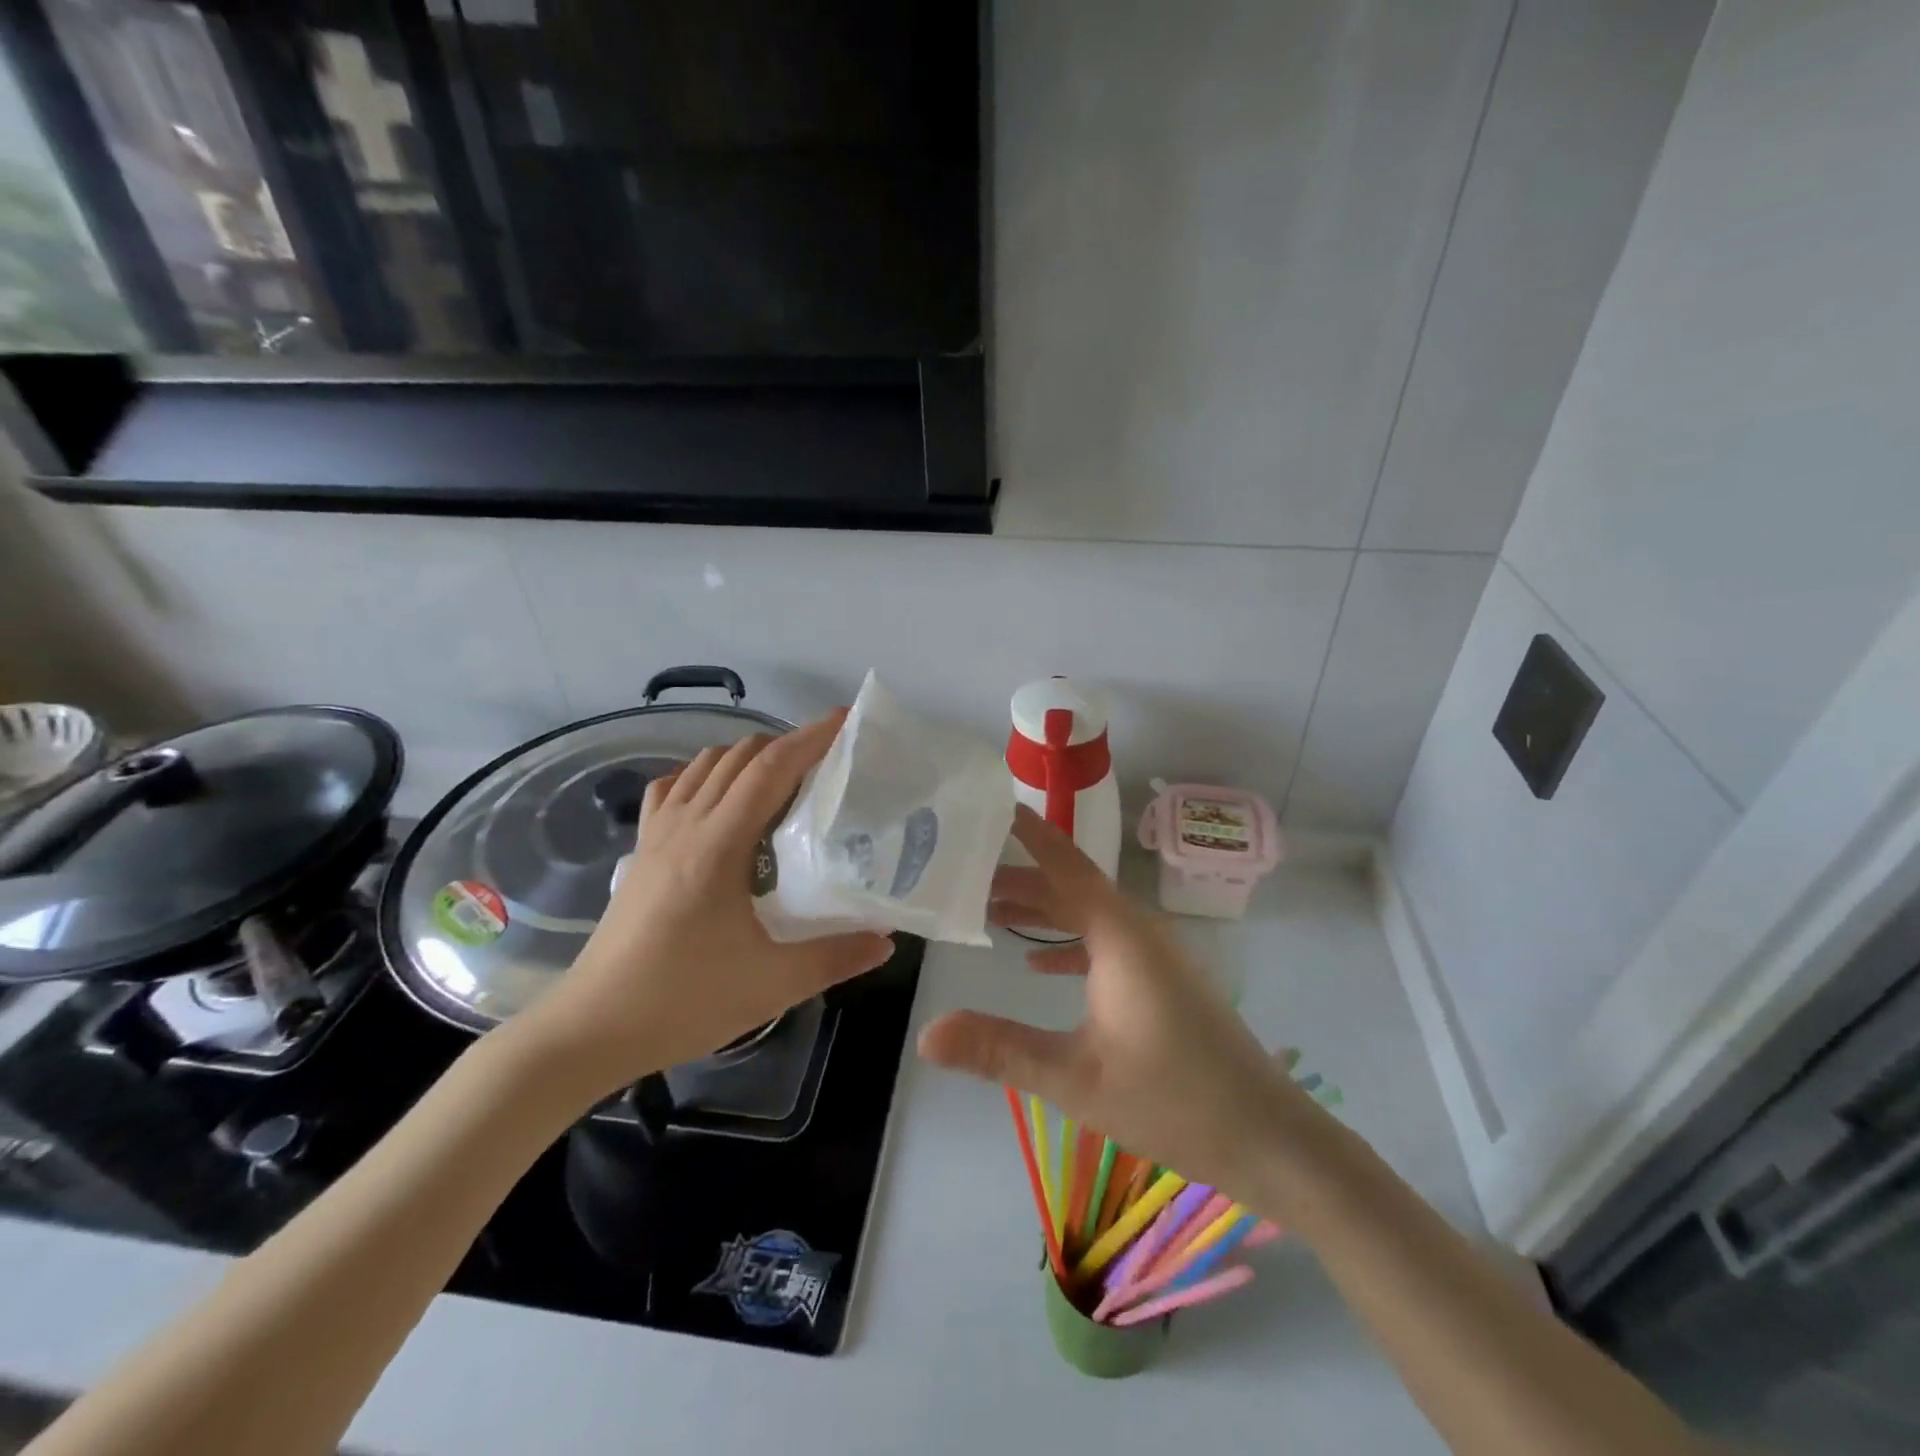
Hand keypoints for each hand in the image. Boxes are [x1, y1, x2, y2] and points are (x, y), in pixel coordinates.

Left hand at [523, 711, 894, 1096]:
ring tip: (786, 779)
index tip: (846, 720)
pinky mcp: (641, 851)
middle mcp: (685, 825)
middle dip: (787, 744)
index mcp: (718, 845)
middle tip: (831, 759)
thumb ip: (836, 957)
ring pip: (704, 765)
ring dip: (748, 757)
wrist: (592, 1028)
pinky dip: (705, 776)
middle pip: (739, 756)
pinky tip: (721, 801)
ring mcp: (657, 835)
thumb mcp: (772, 984)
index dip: (811, 738)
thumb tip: (886, 939)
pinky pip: (674, 789)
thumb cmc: (683, 1000)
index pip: (770, 769)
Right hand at [917, 806, 1307, 1202]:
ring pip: (1087, 916)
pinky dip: (1068, 945)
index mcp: (1120, 935)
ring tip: (988, 909)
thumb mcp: (1076, 1079)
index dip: (1028, 832)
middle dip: (1019, 877)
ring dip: (1042, 911)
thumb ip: (1000, 1050)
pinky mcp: (1163, 983)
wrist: (1271, 1140)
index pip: (1065, 863)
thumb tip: (926, 1033)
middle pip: (1070, 887)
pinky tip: (1037, 967)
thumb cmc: (1174, 1101)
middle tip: (962, 872)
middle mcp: (1138, 932)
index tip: (990, 804)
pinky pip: (1106, 944)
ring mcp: (1155, 957)